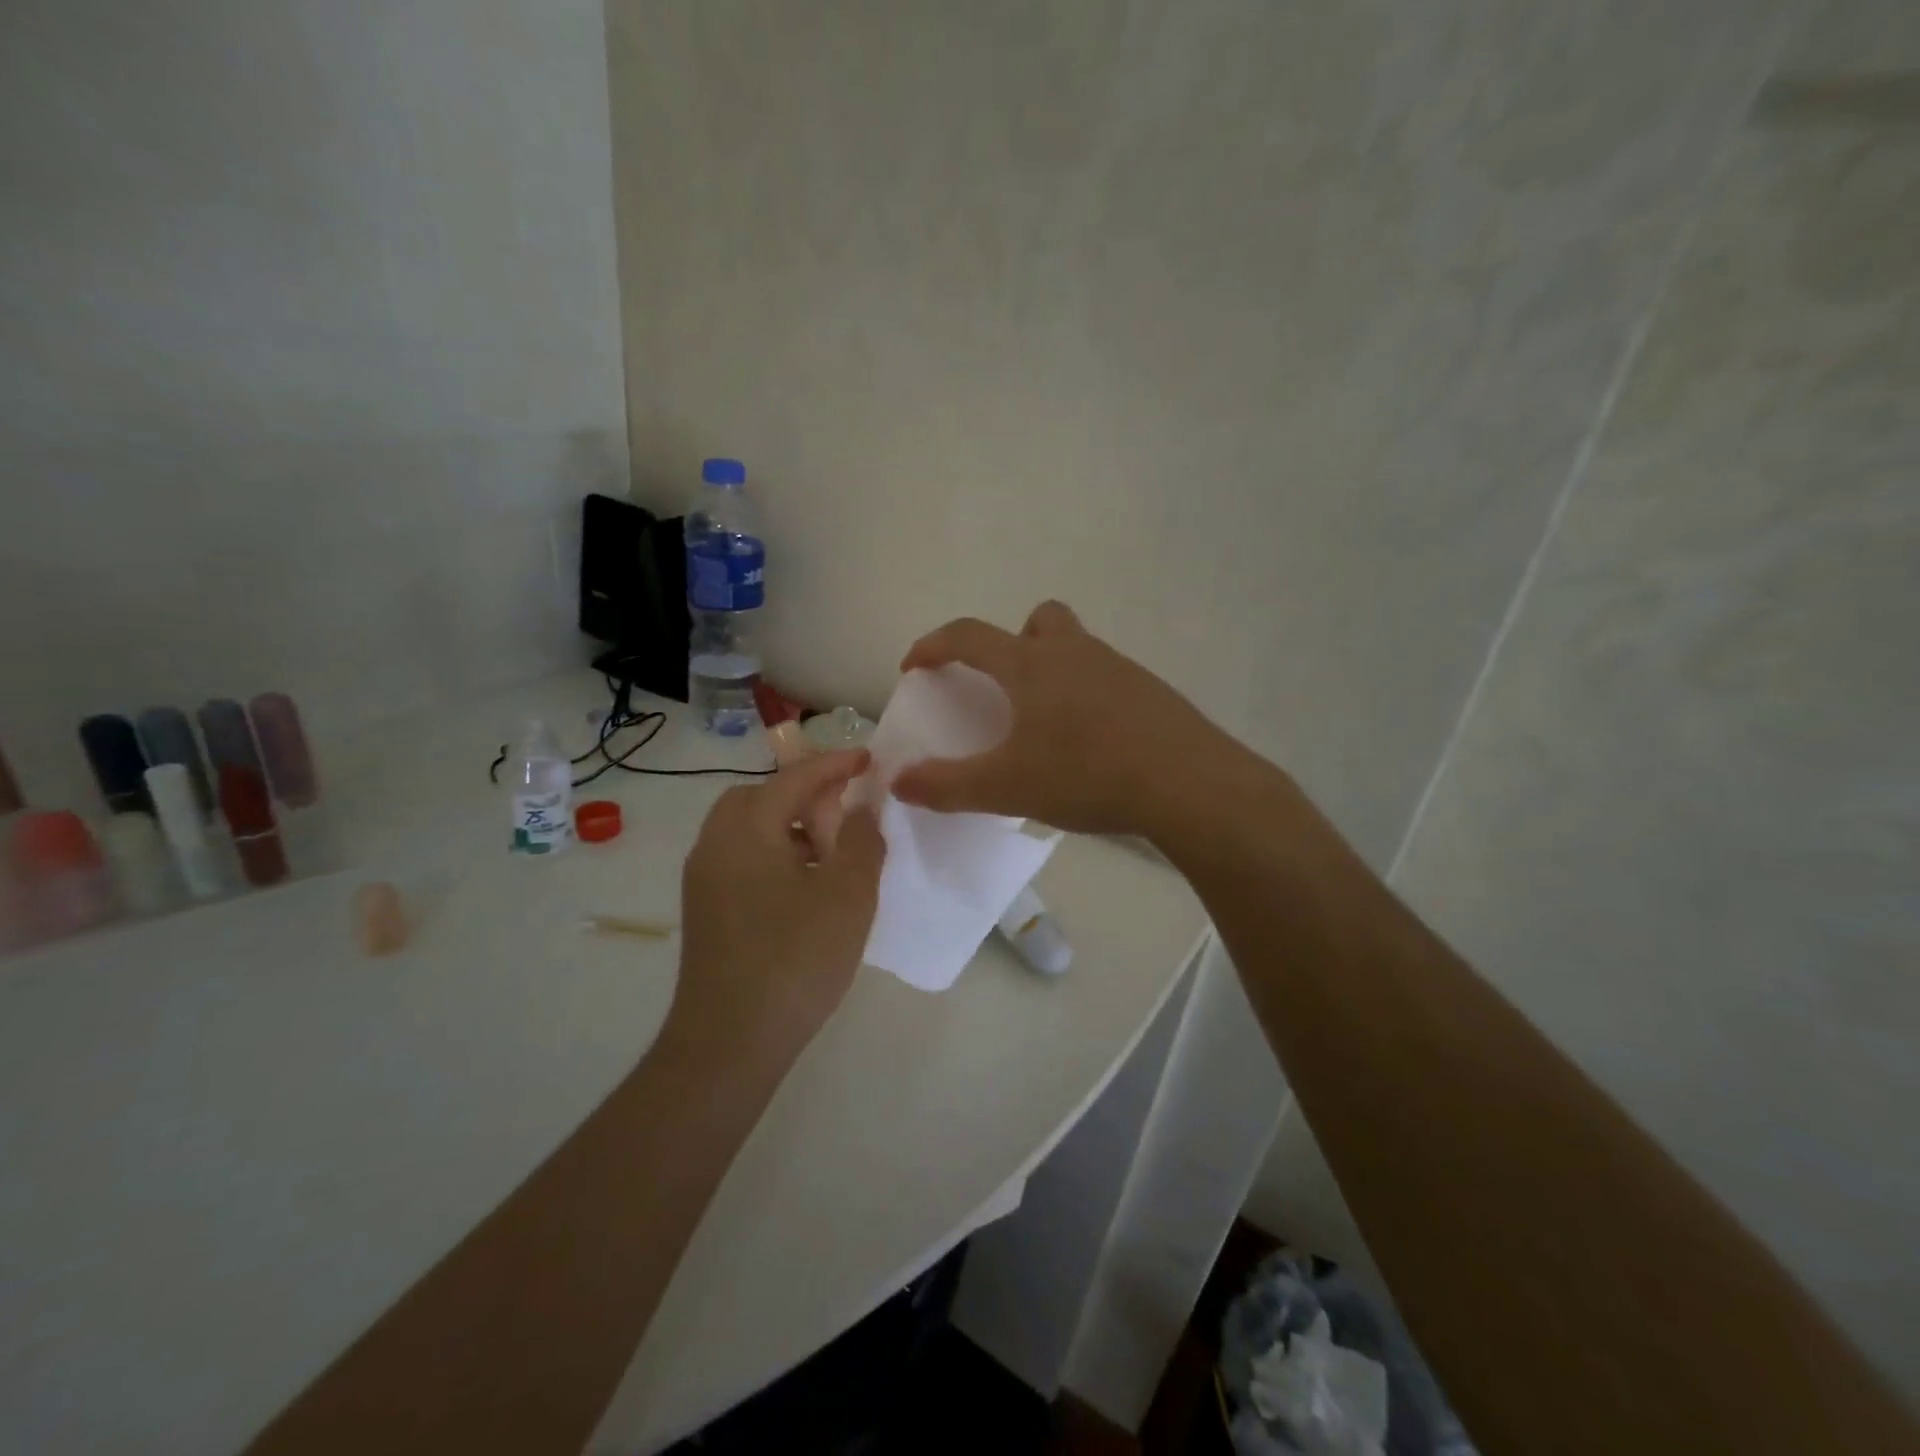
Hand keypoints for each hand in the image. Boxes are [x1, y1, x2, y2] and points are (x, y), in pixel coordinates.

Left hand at [673, 750, 885, 1061]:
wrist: (730, 1043)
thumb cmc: (795, 958)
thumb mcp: (848, 894)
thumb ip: (862, 840)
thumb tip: (862, 810)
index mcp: (746, 828)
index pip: (795, 778)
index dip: (835, 764)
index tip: (869, 759)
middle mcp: (715, 843)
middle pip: (762, 797)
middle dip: (806, 796)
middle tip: (845, 814)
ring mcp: (705, 879)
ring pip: (751, 829)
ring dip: (792, 826)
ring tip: (832, 854)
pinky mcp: (706, 910)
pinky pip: (744, 858)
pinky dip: (776, 853)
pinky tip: (807, 887)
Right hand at [892, 601, 1232, 839]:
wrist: (1188, 784)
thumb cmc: (1086, 774)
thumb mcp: (1006, 787)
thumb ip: (947, 785)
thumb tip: (898, 781)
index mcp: (1032, 665)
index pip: (969, 636)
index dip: (934, 645)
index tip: (915, 666)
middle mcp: (1075, 653)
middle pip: (1039, 620)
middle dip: (1012, 642)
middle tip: (1003, 686)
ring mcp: (1120, 669)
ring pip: (1077, 649)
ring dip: (1053, 671)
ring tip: (1045, 725)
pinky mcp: (1152, 693)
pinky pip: (1107, 679)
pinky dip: (1088, 698)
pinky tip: (1091, 744)